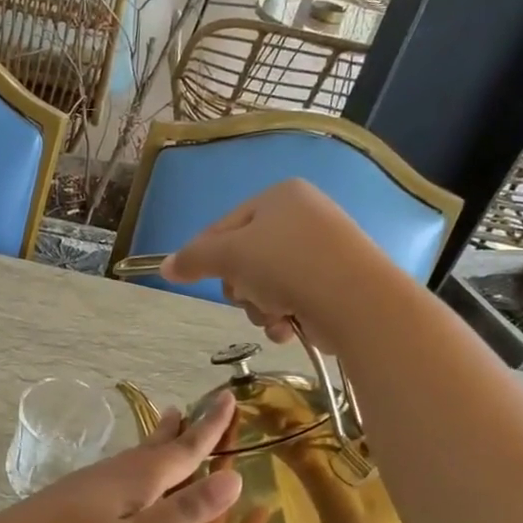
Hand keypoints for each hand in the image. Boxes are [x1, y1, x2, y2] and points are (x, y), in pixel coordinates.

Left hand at [0, 392, 241, 522]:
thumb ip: (183, 512)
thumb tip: (233, 477)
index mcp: (135, 479)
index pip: (183, 449)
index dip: (210, 427)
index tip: (228, 397)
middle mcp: (113, 474)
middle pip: (156, 446)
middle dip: (182, 429)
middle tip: (199, 406)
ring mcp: (88, 486)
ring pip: (134, 457)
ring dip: (158, 443)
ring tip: (169, 428)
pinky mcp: (72, 501)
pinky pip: (119, 473)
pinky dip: (138, 466)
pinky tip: (128, 481)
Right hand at [160, 180, 375, 351]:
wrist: (358, 302)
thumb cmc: (287, 265)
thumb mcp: (230, 256)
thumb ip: (193, 259)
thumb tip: (164, 267)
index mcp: (280, 196)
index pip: (223, 226)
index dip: (206, 255)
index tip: (194, 279)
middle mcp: (303, 216)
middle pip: (245, 257)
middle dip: (241, 287)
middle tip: (249, 296)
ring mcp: (323, 250)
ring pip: (266, 283)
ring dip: (261, 306)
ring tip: (275, 314)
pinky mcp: (336, 283)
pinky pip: (292, 297)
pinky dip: (284, 315)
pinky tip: (289, 326)